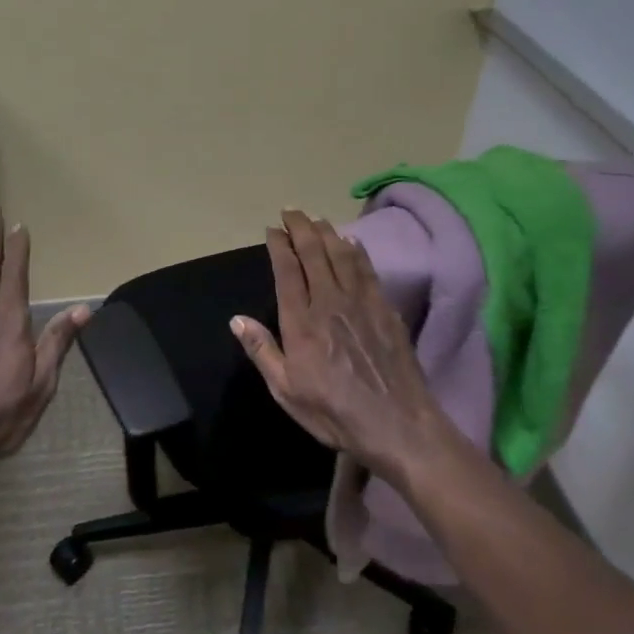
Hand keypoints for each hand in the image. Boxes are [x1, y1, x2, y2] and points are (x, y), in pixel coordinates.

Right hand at [230, 210, 452, 485]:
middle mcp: (330, 301)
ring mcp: (361, 302)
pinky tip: (352, 241)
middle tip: (291, 211)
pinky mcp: (385, 308)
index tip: (272, 229)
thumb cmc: (334, 411)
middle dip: (300, 227)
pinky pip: (367, 269)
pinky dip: (357, 250)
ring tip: (316, 218)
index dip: (279, 245)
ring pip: (341, 254)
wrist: (396, 423)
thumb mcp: (286, 390)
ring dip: (327, 232)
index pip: (287, 270)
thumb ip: (262, 350)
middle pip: (314, 253)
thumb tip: (237, 319)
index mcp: (301, 320)